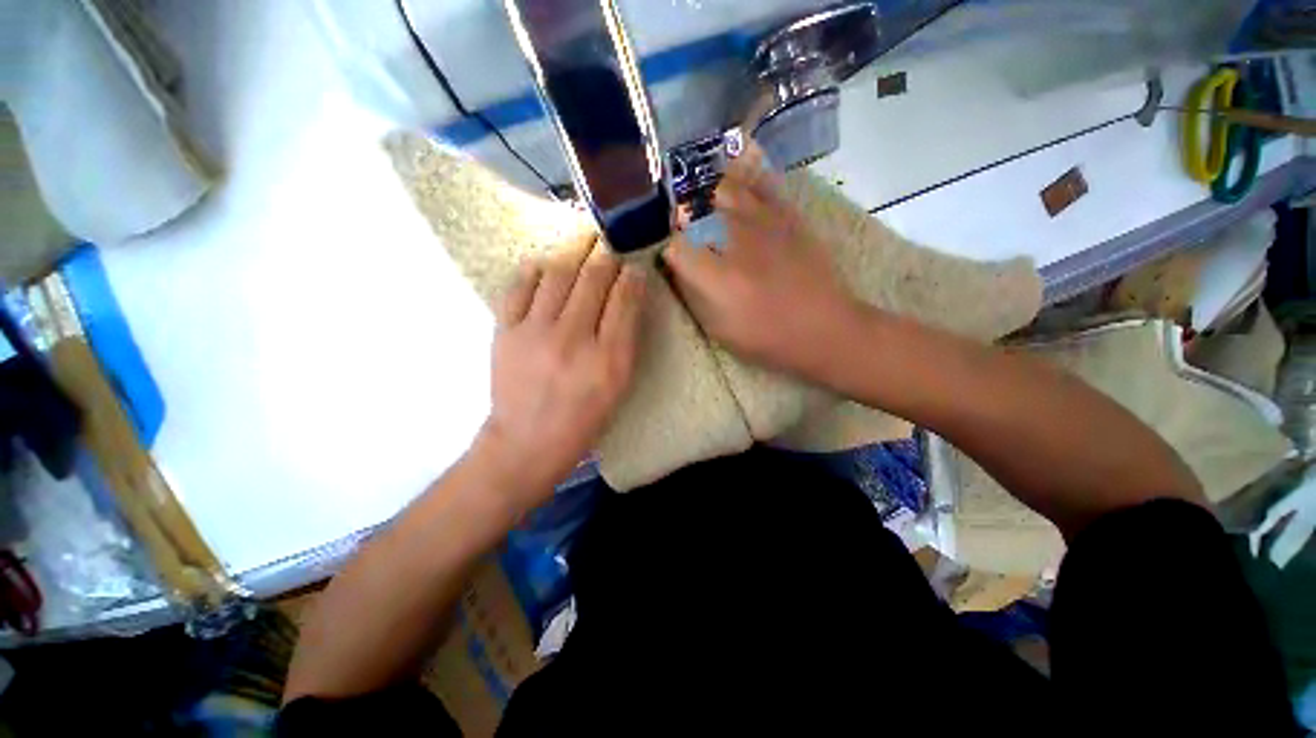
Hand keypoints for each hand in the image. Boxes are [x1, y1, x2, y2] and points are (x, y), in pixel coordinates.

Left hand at [475, 235, 645, 512]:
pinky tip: (545, 265)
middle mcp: (573, 339)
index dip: (631, 275)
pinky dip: (535, 269)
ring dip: (573, 253)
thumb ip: (626, 340)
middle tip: (610, 245)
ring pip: (558, 274)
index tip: (634, 265)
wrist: (527, 441)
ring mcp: (534, 332)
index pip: (624, 299)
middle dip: (605, 256)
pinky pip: (519, 286)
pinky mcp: (505, 331)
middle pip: (592, 279)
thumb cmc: (584, 418)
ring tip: (582, 242)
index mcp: (608, 358)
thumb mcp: (619, 385)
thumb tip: (628, 297)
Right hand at [662, 147, 861, 378]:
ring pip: (722, 189)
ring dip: (707, 197)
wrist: (824, 327)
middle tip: (686, 232)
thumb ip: (692, 295)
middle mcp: (735, 241)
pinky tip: (736, 188)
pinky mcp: (787, 215)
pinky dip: (742, 181)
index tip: (674, 261)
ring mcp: (763, 223)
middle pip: (694, 211)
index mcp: (716, 277)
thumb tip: (677, 267)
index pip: (675, 247)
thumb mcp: (718, 329)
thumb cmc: (766, 338)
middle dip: (683, 219)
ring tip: (707, 208)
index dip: (670, 252)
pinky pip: (760, 185)